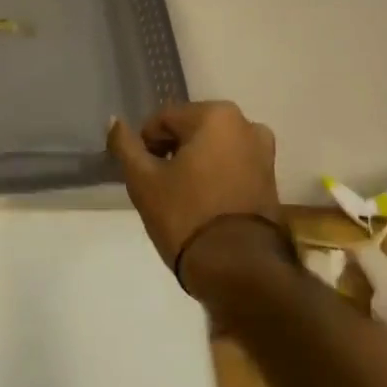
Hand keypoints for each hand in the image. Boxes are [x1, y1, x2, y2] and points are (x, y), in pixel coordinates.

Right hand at [107, 102, 284, 291]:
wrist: (240, 271)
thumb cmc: (186, 215)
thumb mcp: (143, 180)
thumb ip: (125, 145)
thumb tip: (114, 121)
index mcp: (215, 115)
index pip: (163, 120)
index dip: (146, 146)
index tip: (142, 176)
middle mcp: (245, 125)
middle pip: (190, 132)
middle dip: (173, 154)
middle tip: (160, 188)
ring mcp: (264, 153)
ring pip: (213, 150)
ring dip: (195, 166)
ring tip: (182, 199)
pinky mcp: (272, 181)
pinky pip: (232, 168)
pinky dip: (216, 179)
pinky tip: (204, 206)